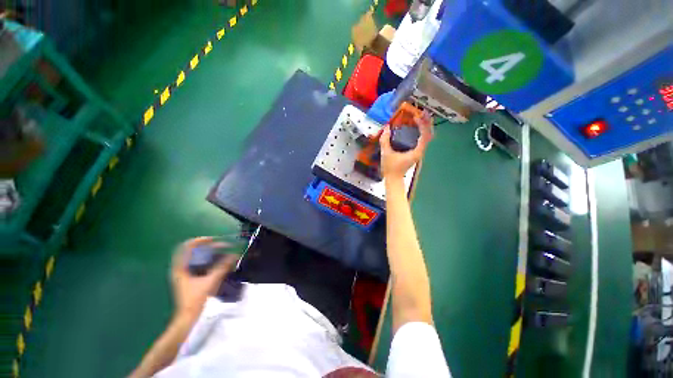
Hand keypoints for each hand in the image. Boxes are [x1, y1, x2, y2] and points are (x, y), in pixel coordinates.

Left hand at [170, 237, 239, 318]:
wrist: (188, 318)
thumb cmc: (196, 300)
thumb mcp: (210, 282)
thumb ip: (222, 267)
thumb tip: (235, 255)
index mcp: (181, 267)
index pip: (187, 246)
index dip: (201, 240)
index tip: (214, 240)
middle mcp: (181, 268)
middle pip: (194, 251)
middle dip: (209, 246)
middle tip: (223, 246)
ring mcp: (185, 274)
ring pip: (197, 257)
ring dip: (210, 253)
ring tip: (223, 252)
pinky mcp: (190, 279)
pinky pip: (200, 264)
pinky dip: (209, 261)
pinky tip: (219, 263)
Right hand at [380, 111, 432, 180]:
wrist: (393, 179)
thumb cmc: (390, 168)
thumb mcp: (386, 153)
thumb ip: (385, 140)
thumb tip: (386, 128)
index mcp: (416, 152)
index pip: (424, 135)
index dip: (422, 125)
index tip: (416, 117)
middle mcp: (420, 151)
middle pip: (428, 134)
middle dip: (426, 123)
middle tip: (422, 113)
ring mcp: (418, 152)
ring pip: (426, 137)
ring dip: (424, 127)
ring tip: (420, 117)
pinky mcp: (415, 153)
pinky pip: (421, 140)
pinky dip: (420, 132)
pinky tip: (415, 128)